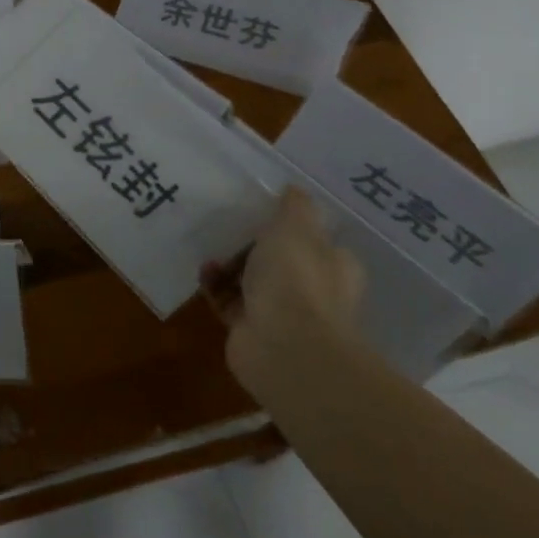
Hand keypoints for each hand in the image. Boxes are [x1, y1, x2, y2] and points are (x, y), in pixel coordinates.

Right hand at [201, 187, 365, 402]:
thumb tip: (295, 189)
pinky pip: (230, 302)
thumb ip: (295, 207)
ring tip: (210, 247)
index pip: (315, 240)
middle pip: (281, 260)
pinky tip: (205, 272)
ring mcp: (283, 314)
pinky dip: (216, 286)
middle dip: (254, 243)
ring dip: (230, 264)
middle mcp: (314, 291)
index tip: (263, 209)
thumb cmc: (296, 279)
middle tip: (229, 224)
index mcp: (333, 265)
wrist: (285, 348)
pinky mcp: (252, 331)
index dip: (291, 225)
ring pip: (252, 281)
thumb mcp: (296, 227)